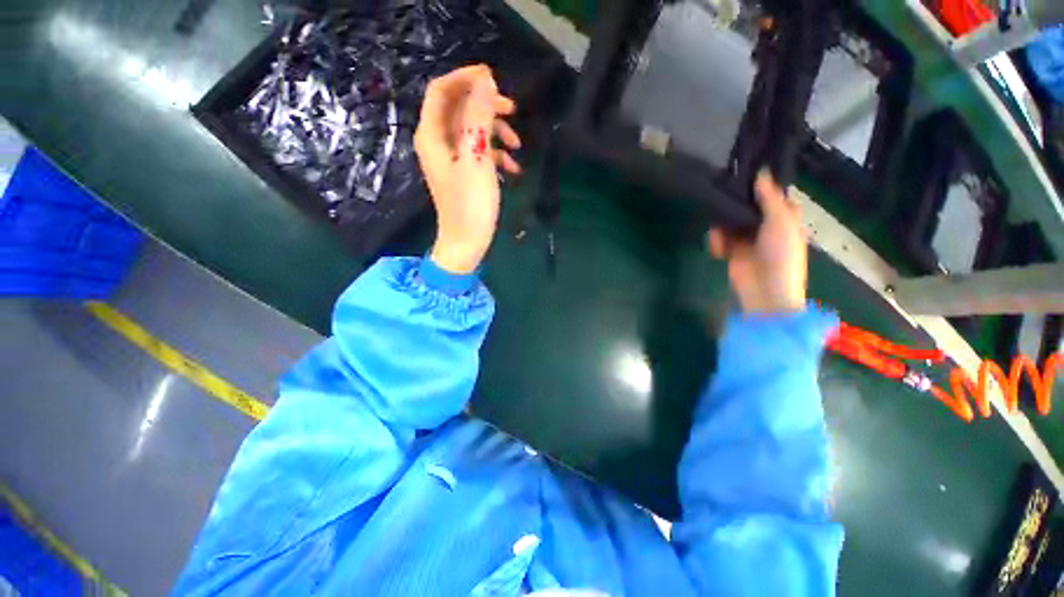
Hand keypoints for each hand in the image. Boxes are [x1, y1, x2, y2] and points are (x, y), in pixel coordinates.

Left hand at [414, 64, 521, 273]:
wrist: (467, 242)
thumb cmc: (470, 204)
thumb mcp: (477, 158)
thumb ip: (479, 117)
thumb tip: (486, 82)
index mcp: (432, 135)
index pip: (442, 90)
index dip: (465, 78)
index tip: (494, 79)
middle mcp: (437, 142)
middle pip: (459, 108)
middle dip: (486, 106)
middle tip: (513, 110)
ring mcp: (451, 159)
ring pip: (472, 130)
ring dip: (496, 132)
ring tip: (517, 146)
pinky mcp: (463, 173)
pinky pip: (478, 152)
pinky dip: (496, 154)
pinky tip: (513, 167)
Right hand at [708, 171, 806, 314]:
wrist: (766, 291)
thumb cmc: (781, 255)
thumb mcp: (781, 222)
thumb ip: (769, 198)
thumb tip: (761, 172)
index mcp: (783, 217)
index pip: (771, 195)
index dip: (760, 185)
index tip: (744, 170)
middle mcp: (765, 225)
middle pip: (747, 207)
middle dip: (734, 202)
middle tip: (720, 190)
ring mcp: (747, 239)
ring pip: (730, 221)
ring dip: (722, 223)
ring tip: (718, 229)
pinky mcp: (731, 251)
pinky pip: (719, 238)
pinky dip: (716, 240)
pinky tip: (718, 247)